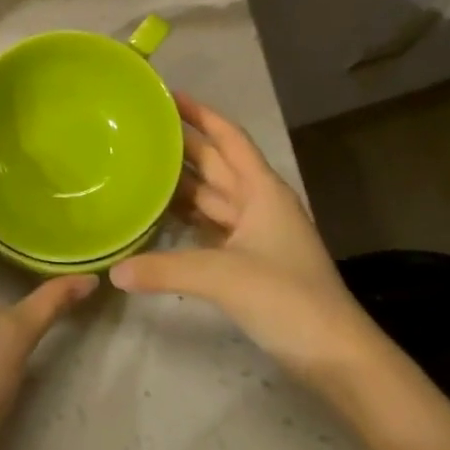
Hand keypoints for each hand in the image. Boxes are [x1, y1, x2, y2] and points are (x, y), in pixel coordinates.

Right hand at [111, 94, 374, 383]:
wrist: (335, 354)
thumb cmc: (286, 298)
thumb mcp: (222, 276)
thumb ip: (165, 269)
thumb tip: (114, 272)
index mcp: (262, 190)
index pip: (229, 137)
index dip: (201, 113)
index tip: (167, 95)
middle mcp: (259, 203)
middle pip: (217, 163)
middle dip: (183, 144)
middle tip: (141, 127)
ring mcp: (257, 233)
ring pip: (213, 196)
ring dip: (182, 180)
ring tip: (141, 163)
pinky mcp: (251, 260)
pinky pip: (212, 226)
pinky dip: (188, 217)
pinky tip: (160, 215)